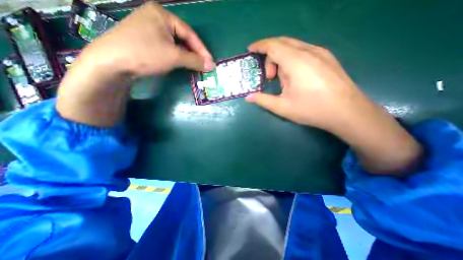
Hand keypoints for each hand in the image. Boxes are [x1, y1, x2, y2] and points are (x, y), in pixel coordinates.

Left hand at [82, 2, 216, 76]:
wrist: (112, 63)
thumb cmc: (146, 54)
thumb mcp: (174, 57)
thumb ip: (194, 60)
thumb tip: (211, 65)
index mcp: (163, 15)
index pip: (189, 34)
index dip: (202, 50)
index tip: (210, 62)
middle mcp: (156, 19)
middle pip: (182, 38)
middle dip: (194, 53)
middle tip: (204, 65)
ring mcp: (149, 29)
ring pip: (175, 44)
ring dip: (186, 56)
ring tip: (195, 66)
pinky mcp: (145, 41)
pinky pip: (167, 48)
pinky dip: (176, 57)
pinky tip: (181, 63)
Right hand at [245, 37, 365, 129]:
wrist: (348, 112)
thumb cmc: (312, 110)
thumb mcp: (283, 107)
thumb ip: (263, 100)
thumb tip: (248, 97)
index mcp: (296, 62)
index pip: (273, 45)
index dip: (259, 46)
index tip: (250, 50)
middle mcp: (309, 51)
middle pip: (282, 43)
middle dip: (269, 56)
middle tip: (268, 76)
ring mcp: (321, 53)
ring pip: (293, 47)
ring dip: (281, 59)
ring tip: (282, 81)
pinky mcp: (327, 58)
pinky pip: (303, 51)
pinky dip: (292, 60)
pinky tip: (295, 77)